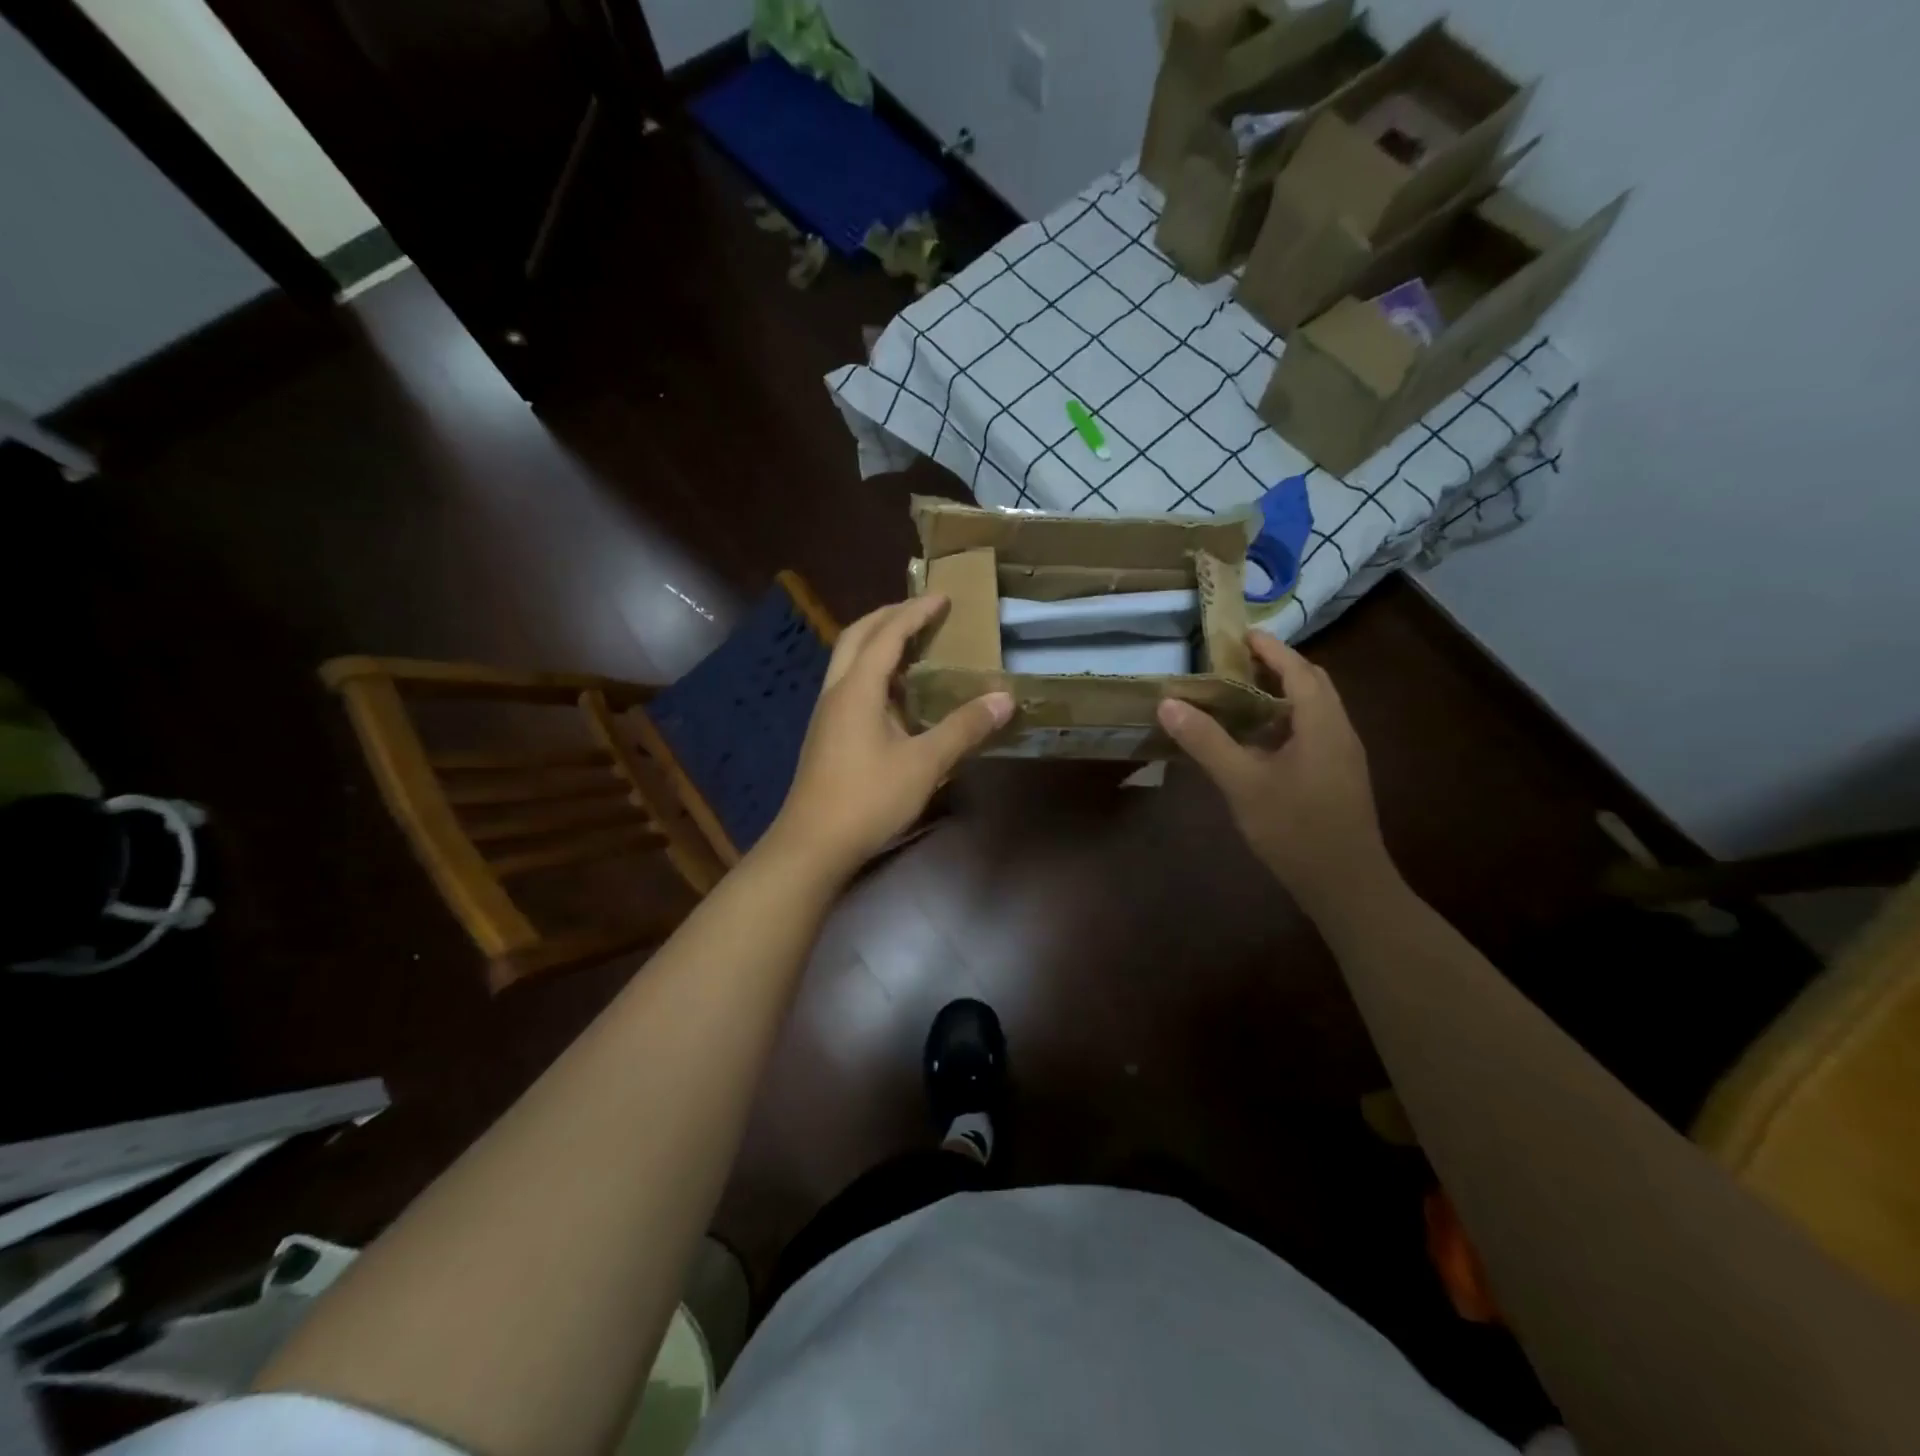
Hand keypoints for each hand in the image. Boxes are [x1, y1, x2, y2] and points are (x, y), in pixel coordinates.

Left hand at [766, 595, 1011, 879]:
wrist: (812, 845)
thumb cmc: (868, 799)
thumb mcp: (924, 763)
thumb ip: (963, 728)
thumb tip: (1004, 698)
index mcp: (857, 689)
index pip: (887, 634)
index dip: (915, 612)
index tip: (943, 597)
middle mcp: (836, 692)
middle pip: (857, 636)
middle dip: (889, 616)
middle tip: (923, 611)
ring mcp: (827, 714)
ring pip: (848, 661)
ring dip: (877, 643)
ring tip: (913, 644)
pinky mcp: (827, 735)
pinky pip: (850, 685)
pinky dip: (873, 672)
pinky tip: (896, 694)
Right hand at [1158, 630, 1396, 918]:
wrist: (1346, 885)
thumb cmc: (1296, 829)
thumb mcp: (1243, 784)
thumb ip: (1206, 741)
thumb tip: (1169, 703)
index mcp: (1322, 723)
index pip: (1298, 670)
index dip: (1271, 649)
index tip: (1241, 633)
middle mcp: (1339, 731)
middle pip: (1311, 684)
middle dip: (1277, 667)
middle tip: (1235, 662)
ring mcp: (1341, 756)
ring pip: (1312, 710)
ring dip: (1280, 694)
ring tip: (1238, 694)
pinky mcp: (1337, 777)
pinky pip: (1311, 732)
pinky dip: (1283, 721)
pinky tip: (1255, 741)